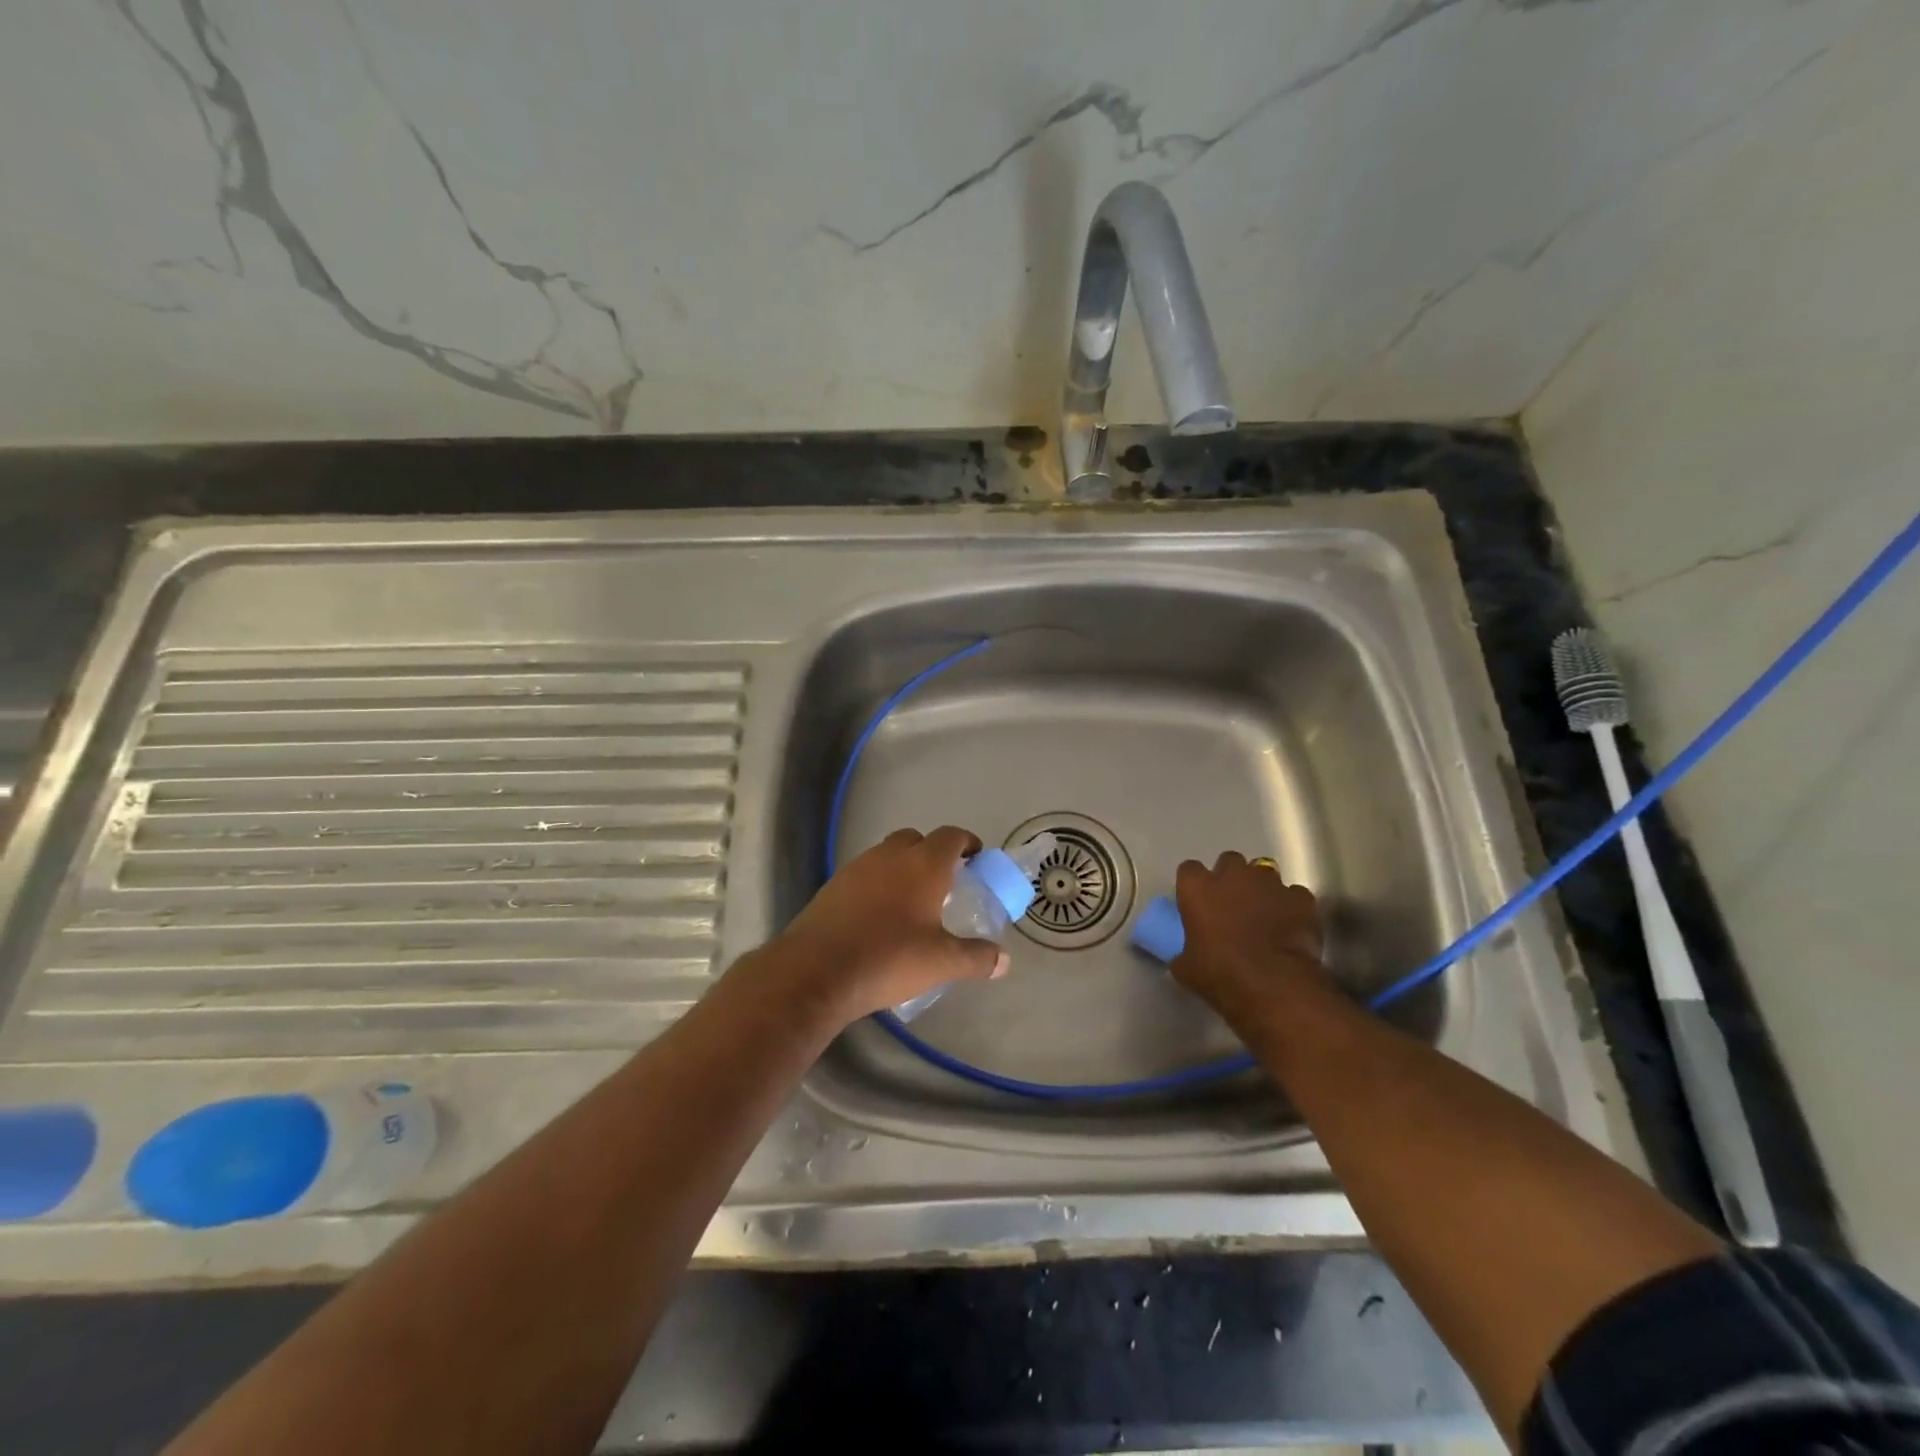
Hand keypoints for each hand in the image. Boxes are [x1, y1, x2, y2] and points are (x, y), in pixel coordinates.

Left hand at [770, 826, 1007, 1022]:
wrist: (816, 971)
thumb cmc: (889, 958)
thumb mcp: (941, 963)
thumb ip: (976, 958)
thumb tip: (1004, 961)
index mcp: (923, 864)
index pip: (951, 836)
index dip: (967, 843)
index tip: (975, 858)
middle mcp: (890, 856)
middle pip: (916, 839)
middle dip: (932, 853)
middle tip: (943, 882)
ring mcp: (857, 868)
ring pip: (887, 855)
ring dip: (902, 868)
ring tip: (911, 902)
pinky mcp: (832, 886)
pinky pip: (864, 874)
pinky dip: (877, 885)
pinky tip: (878, 917)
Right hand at [1170, 852, 1328, 1022]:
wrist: (1274, 985)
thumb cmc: (1220, 974)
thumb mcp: (1186, 968)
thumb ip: (1183, 953)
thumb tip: (1185, 957)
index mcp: (1197, 888)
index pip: (1189, 870)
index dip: (1194, 886)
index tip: (1197, 902)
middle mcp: (1232, 875)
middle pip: (1229, 862)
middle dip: (1231, 878)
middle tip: (1232, 904)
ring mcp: (1269, 883)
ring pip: (1264, 873)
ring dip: (1261, 888)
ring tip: (1264, 913)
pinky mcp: (1300, 898)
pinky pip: (1294, 894)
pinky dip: (1291, 906)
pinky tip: (1290, 924)